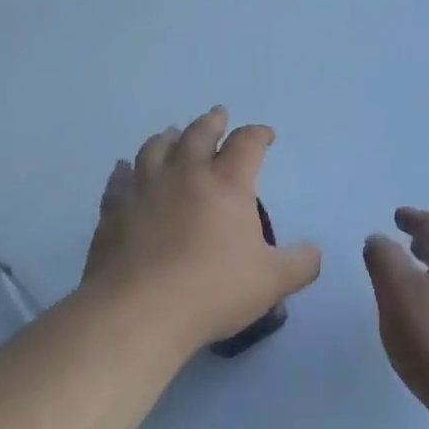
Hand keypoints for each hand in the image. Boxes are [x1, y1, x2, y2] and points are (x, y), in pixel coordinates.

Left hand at [82, 107, 320, 354]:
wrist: (138, 312)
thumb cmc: (212, 291)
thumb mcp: (271, 282)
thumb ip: (300, 264)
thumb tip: (314, 252)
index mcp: (227, 183)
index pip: (247, 143)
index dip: (258, 134)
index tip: (266, 135)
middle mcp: (185, 174)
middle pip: (199, 133)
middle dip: (212, 122)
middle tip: (218, 116)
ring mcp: (144, 188)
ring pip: (156, 148)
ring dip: (169, 137)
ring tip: (173, 134)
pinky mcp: (114, 210)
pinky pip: (119, 179)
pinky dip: (125, 170)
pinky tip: (124, 169)